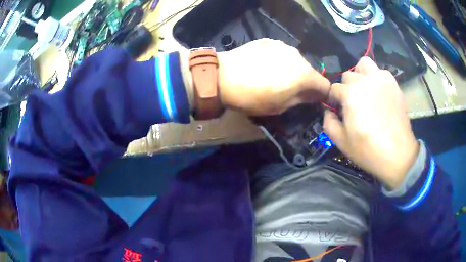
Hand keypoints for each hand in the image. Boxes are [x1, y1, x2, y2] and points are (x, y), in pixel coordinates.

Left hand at [217, 39, 330, 114]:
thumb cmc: (254, 97)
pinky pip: (281, 53)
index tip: (312, 101)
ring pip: (296, 61)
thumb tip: (313, 96)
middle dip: (305, 82)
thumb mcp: (281, 106)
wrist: (223, 76)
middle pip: (310, 71)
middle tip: (289, 91)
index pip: (325, 85)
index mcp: (305, 74)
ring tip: (273, 78)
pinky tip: (263, 66)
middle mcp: (298, 56)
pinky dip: (279, 61)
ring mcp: (283, 46)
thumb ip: (302, 99)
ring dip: (291, 70)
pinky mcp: (269, 41)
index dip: (321, 95)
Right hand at [323, 57, 418, 188]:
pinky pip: (380, 72)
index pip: (334, 88)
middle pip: (347, 75)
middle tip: (352, 104)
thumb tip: (328, 110)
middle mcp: (365, 81)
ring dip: (360, 74)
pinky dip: (376, 78)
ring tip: (365, 90)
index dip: (333, 100)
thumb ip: (328, 122)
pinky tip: (379, 93)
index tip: (337, 111)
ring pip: (364, 64)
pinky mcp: (393, 83)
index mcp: (350, 94)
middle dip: (346, 88)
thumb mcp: (341, 141)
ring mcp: (381, 80)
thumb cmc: (368, 150)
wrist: (397, 155)